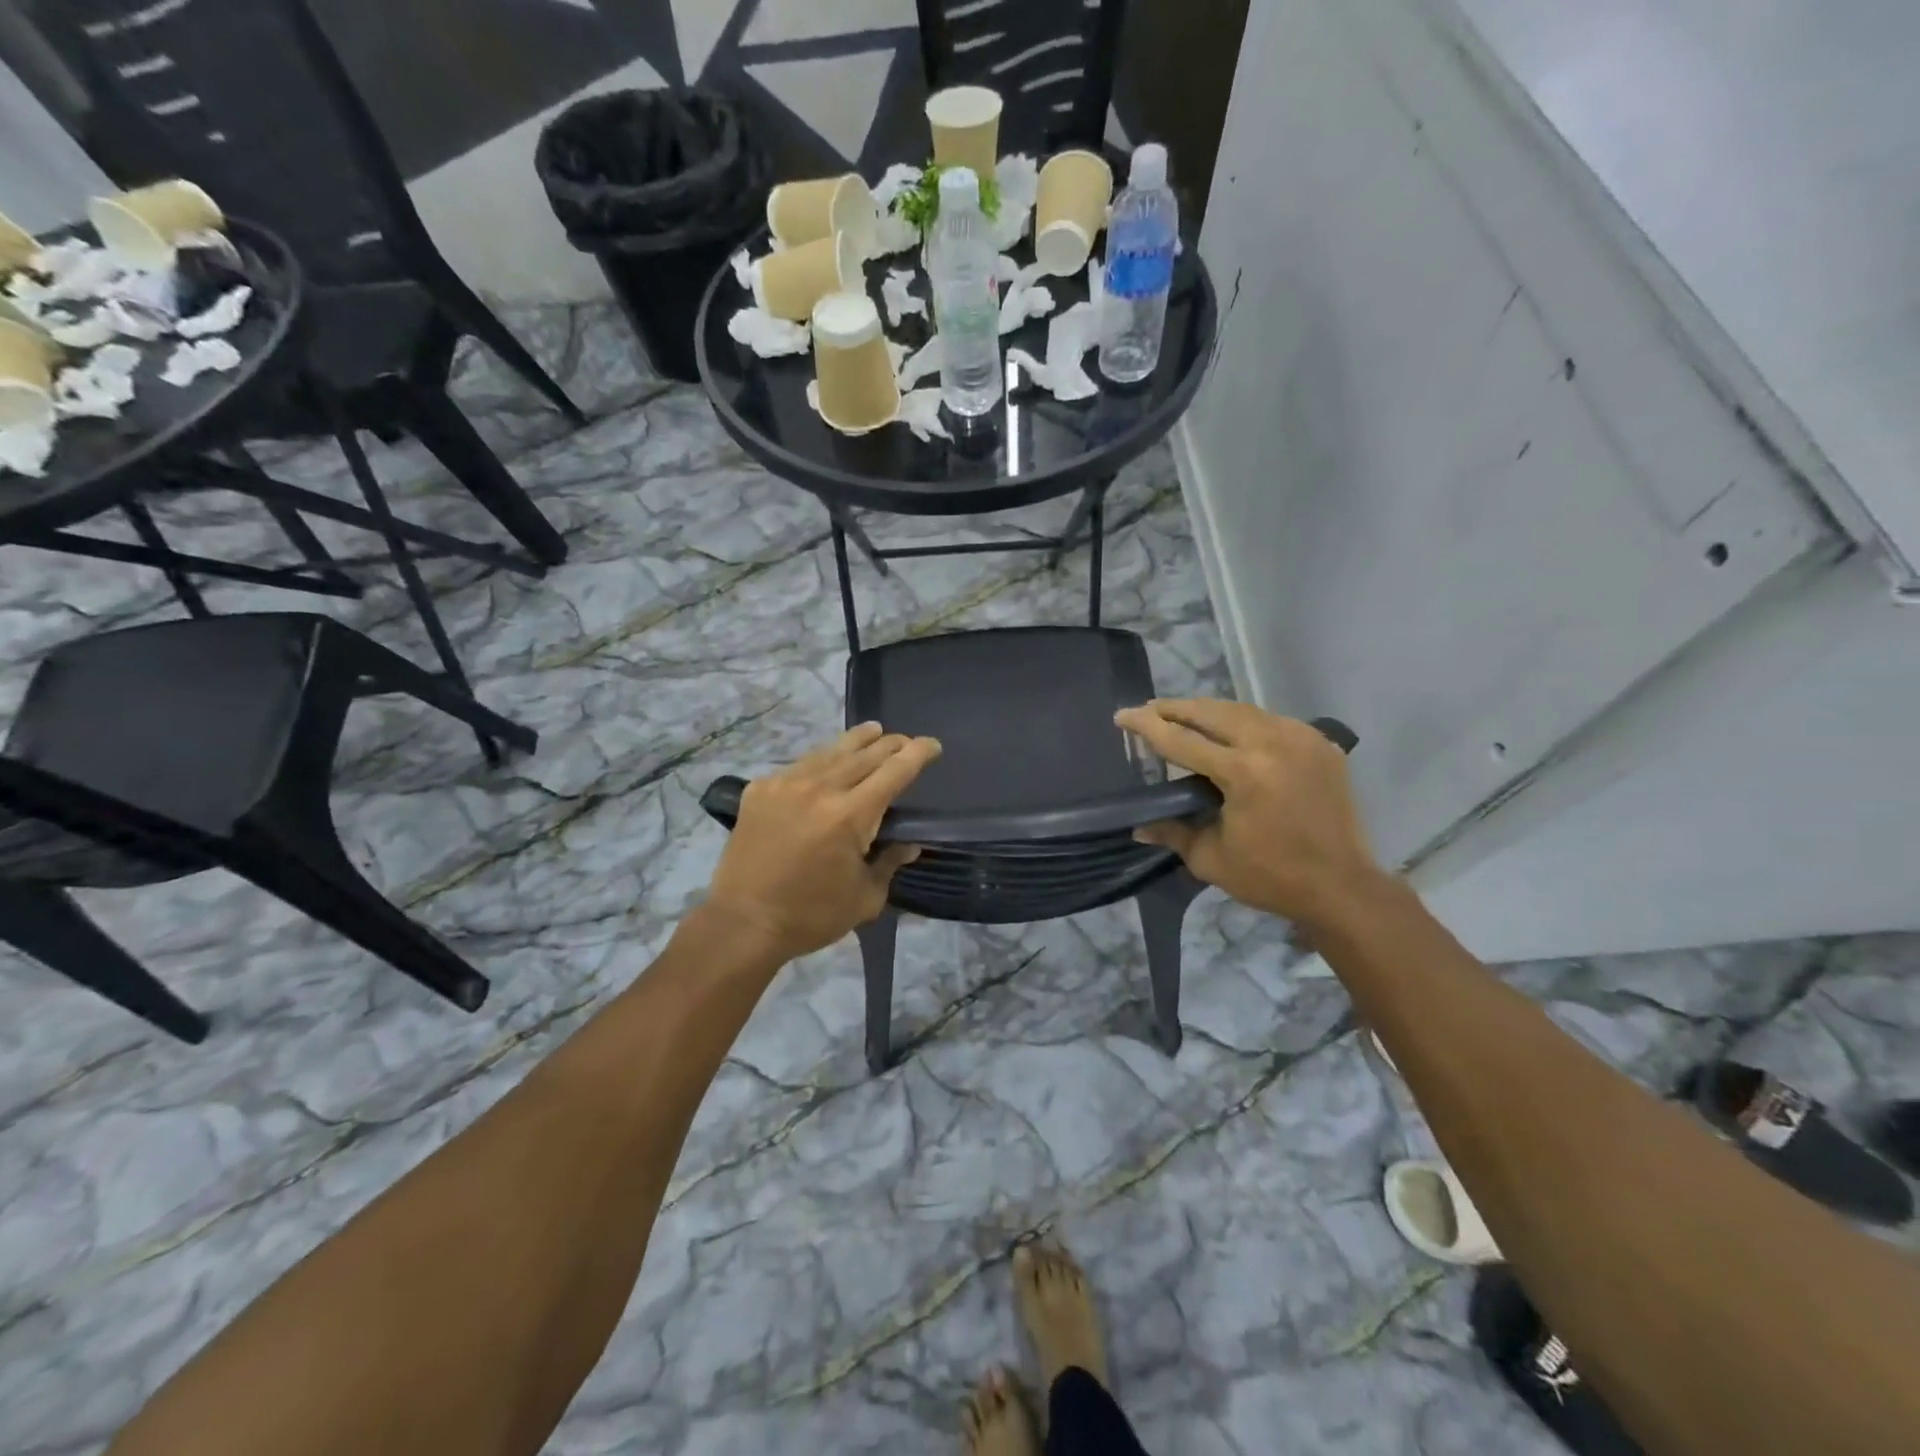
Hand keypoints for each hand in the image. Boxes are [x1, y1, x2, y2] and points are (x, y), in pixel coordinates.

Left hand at [705, 723, 941, 960]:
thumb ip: (890, 863)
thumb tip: (909, 844)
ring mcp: (785, 784)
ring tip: (872, 731)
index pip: (894, 772)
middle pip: (864, 754)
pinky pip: (798, 766)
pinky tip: (826, 762)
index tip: (933, 745)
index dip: (917, 754)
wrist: (743, 923)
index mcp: (850, 815)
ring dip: (856, 741)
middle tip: (905, 740)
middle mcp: (819, 788)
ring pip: (829, 752)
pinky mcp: (759, 790)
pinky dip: (820, 761)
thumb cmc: (811, 916)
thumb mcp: (865, 897)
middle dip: (890, 744)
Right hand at [1115, 699, 1380, 926]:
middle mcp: (1272, 743)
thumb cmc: (1271, 877)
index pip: (1181, 740)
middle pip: (1211, 712)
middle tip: (1148, 710)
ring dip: (1207, 711)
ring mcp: (1300, 738)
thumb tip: (1138, 826)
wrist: (1342, 886)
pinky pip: (1270, 720)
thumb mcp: (1210, 858)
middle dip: (1174, 708)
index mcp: (1243, 772)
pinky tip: (1228, 731)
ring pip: (1241, 710)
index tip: (1122, 715)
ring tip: (1181, 714)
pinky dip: (1242, 721)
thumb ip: (1172, 832)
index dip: (1146, 726)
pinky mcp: (1319, 742)